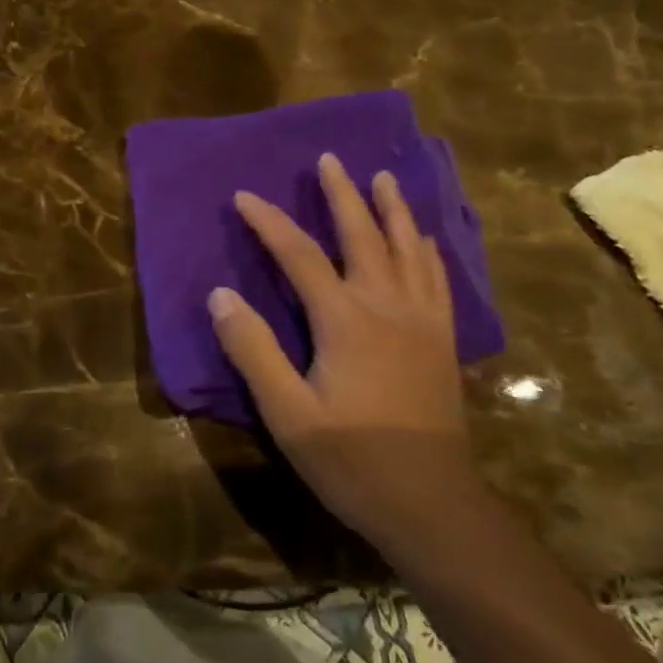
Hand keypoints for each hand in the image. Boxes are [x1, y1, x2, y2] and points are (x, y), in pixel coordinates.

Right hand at [208, 153, 478, 548]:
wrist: (433, 504)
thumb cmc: (352, 459)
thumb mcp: (287, 412)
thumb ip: (253, 350)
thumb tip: (221, 294)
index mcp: (345, 319)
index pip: (300, 254)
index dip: (269, 221)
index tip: (244, 195)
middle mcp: (387, 306)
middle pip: (363, 236)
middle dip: (343, 194)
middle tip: (330, 159)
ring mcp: (422, 321)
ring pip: (408, 249)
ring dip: (392, 209)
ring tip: (383, 179)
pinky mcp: (442, 340)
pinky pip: (437, 279)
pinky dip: (428, 250)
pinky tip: (425, 239)